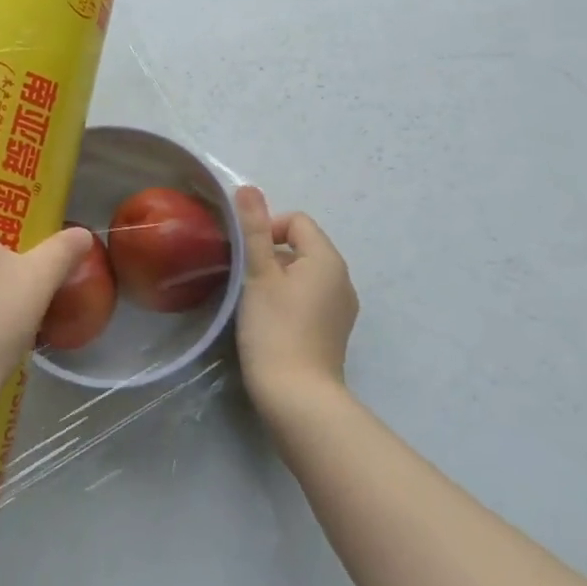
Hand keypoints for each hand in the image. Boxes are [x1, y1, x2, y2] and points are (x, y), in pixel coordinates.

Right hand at [232, 186, 358, 422]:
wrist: (297, 397)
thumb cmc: (275, 329)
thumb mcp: (258, 275)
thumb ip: (254, 230)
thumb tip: (248, 188)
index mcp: (327, 260)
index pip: (297, 221)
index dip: (268, 229)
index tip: (246, 256)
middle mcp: (342, 279)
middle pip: (302, 246)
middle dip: (271, 254)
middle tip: (244, 279)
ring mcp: (341, 308)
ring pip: (304, 273)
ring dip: (278, 278)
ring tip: (254, 301)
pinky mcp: (334, 331)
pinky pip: (310, 298)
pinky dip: (289, 299)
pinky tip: (271, 322)